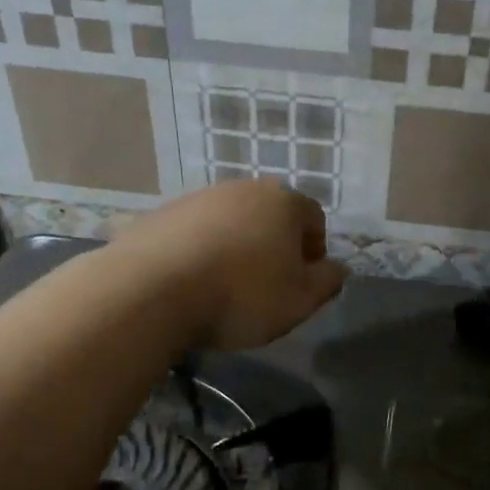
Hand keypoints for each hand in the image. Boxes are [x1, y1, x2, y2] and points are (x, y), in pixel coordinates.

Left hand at [111, 181, 346, 349]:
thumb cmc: (240, 296)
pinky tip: (190, 282)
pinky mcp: (161, 214)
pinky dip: (199, 251)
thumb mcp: (299, 301)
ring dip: (235, 246)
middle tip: (266, 286)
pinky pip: (193, 232)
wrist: (151, 291)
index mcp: (282, 202)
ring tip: (224, 286)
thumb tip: (338, 268)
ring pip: (230, 222)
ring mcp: (198, 198)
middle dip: (274, 246)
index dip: (314, 251)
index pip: (313, 218)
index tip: (302, 282)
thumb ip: (327, 282)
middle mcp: (242, 189)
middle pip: (270, 216)